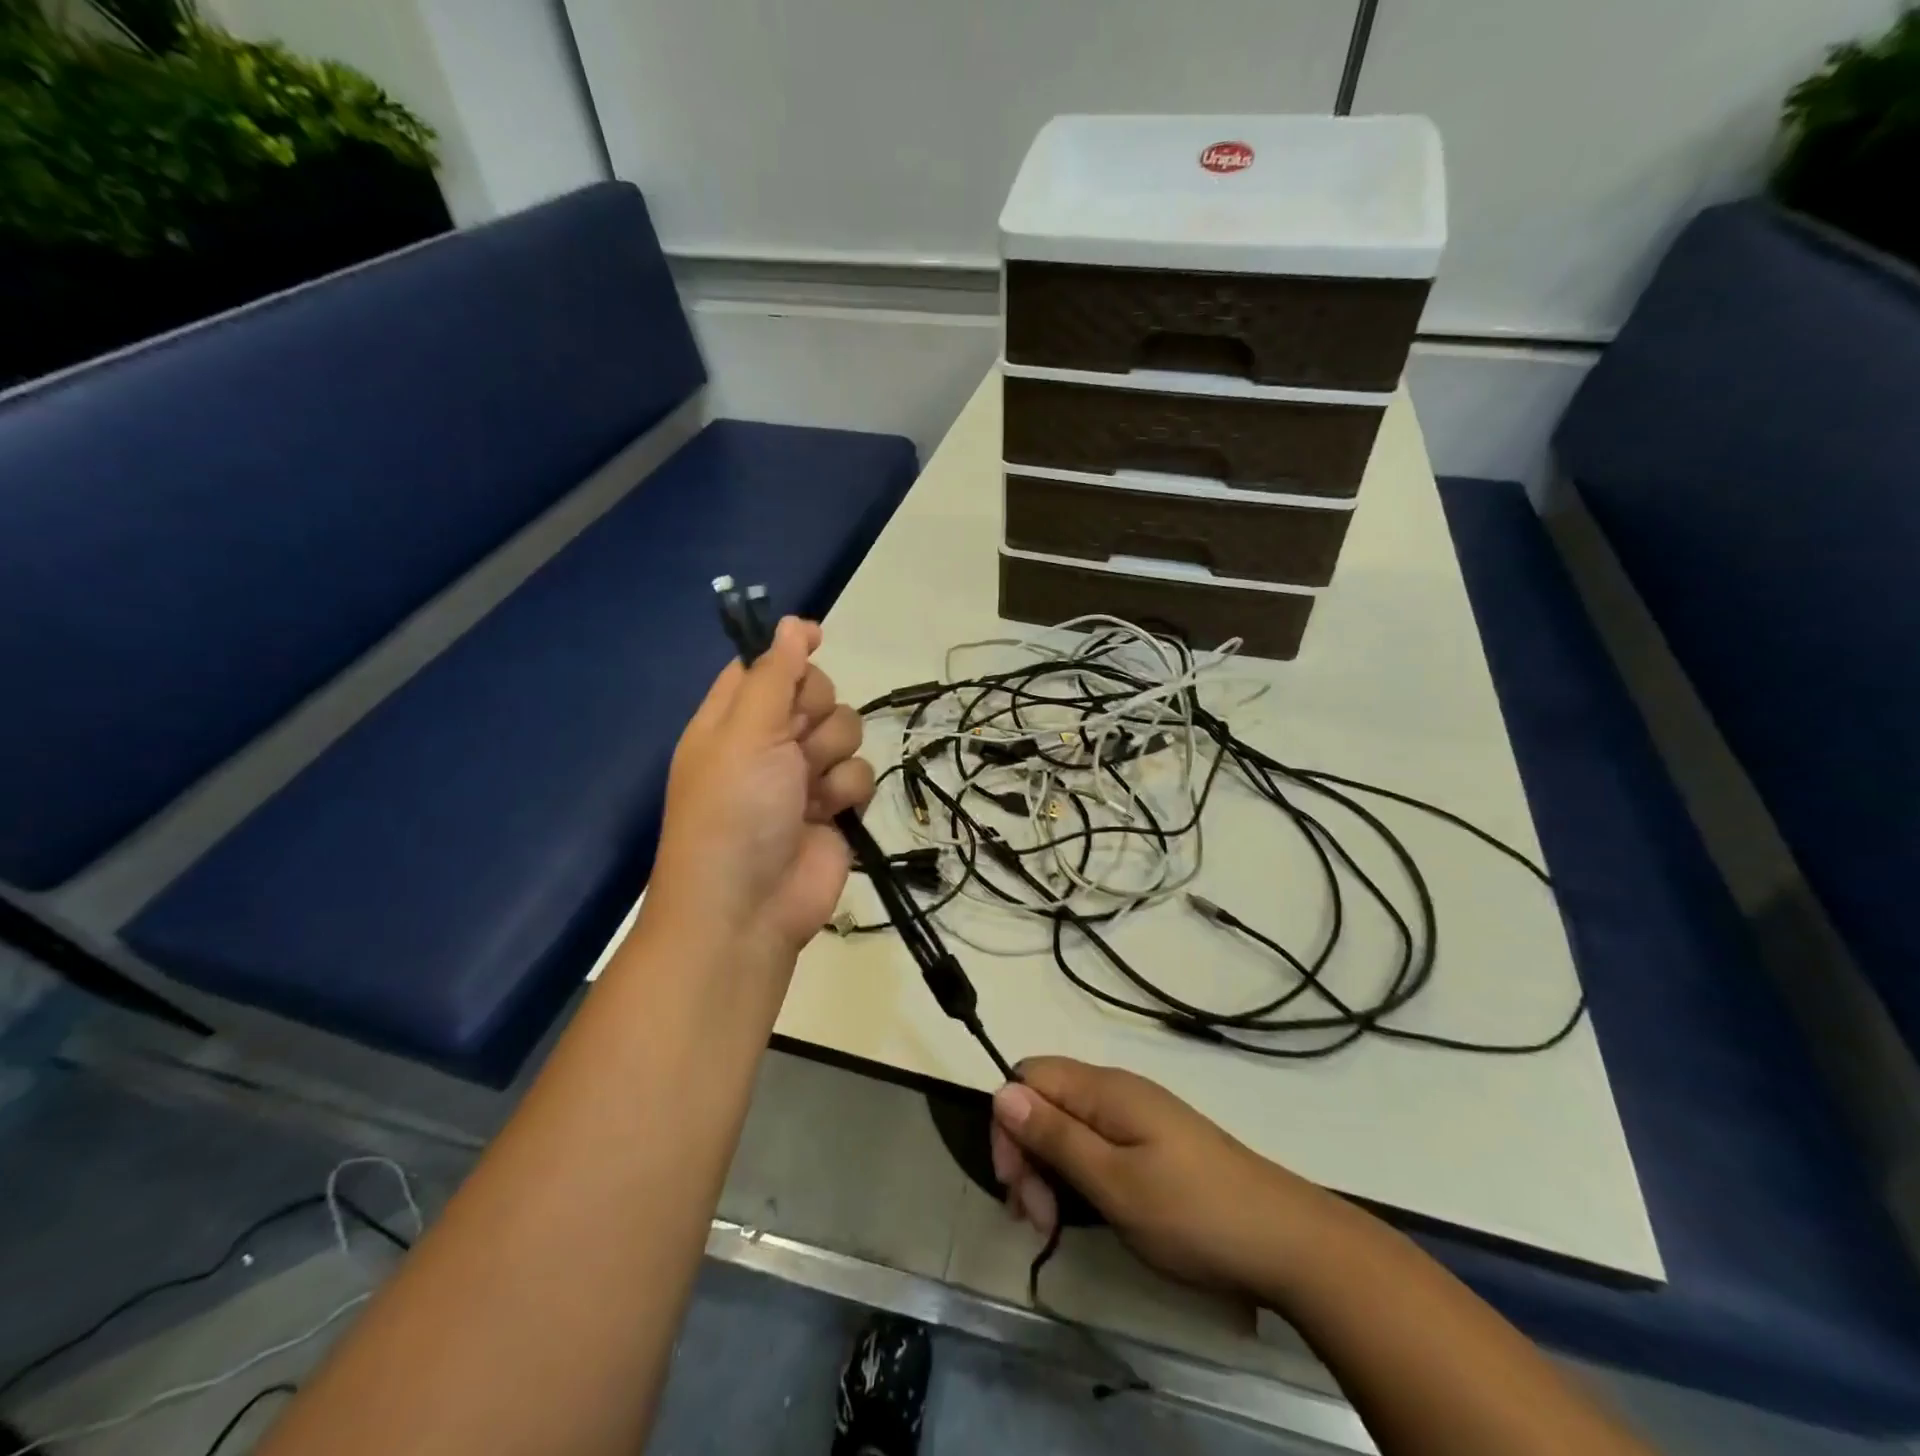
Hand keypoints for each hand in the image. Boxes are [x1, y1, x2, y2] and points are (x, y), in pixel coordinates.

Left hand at [647, 617, 875, 961]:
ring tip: (808, 790)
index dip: (790, 650)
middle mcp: (768, 742)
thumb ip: (774, 674)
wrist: (748, 908)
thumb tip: (791, 623)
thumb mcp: (746, 732)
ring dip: (832, 757)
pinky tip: (826, 815)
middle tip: (796, 741)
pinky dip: (846, 793)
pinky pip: (860, 773)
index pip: (764, 665)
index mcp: (732, 719)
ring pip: (846, 731)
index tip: (818, 637)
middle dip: (816, 712)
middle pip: (816, 693)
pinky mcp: (834, 808)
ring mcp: (803, 776)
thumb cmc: (734, 811)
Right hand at [990, 1058, 1330, 1294]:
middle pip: (1045, 1101)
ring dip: (1050, 1170)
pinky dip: (1079, 1174)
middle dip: (1027, 1154)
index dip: (1009, 1124)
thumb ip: (1056, 1136)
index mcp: (1104, 1090)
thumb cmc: (1192, 1214)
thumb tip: (1002, 1091)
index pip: (1028, 1076)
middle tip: (1036, 1219)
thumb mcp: (1114, 1182)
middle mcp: (1117, 1091)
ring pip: (1069, 1125)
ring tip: (1055, 1225)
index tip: (1015, 1186)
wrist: (1287, 1242)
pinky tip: (1086, 1212)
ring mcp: (1138, 1116)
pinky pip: (1096, 1143)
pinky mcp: (1154, 1143)